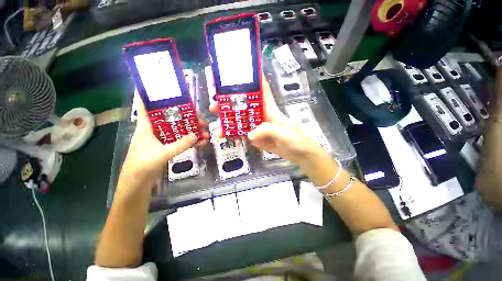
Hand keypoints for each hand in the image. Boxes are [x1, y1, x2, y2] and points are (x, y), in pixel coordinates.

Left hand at [122, 99, 208, 184]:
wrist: (138, 183)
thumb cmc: (143, 165)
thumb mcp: (163, 153)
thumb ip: (180, 144)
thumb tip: (196, 135)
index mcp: (147, 126)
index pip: (146, 105)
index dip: (151, 95)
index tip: (164, 88)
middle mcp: (154, 130)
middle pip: (172, 118)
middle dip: (187, 117)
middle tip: (201, 120)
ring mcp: (162, 139)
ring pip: (178, 130)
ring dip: (191, 130)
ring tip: (205, 132)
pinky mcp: (167, 147)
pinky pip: (180, 140)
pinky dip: (190, 141)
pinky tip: (201, 142)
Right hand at [209, 76, 326, 168]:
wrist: (301, 156)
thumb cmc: (298, 141)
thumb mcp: (286, 134)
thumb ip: (269, 131)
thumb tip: (249, 134)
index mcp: (271, 110)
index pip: (262, 91)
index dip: (253, 80)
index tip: (238, 73)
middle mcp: (262, 117)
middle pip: (244, 107)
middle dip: (230, 104)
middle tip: (215, 105)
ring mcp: (258, 128)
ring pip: (241, 122)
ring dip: (229, 122)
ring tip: (216, 126)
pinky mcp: (257, 138)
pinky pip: (243, 134)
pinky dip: (233, 135)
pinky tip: (224, 136)